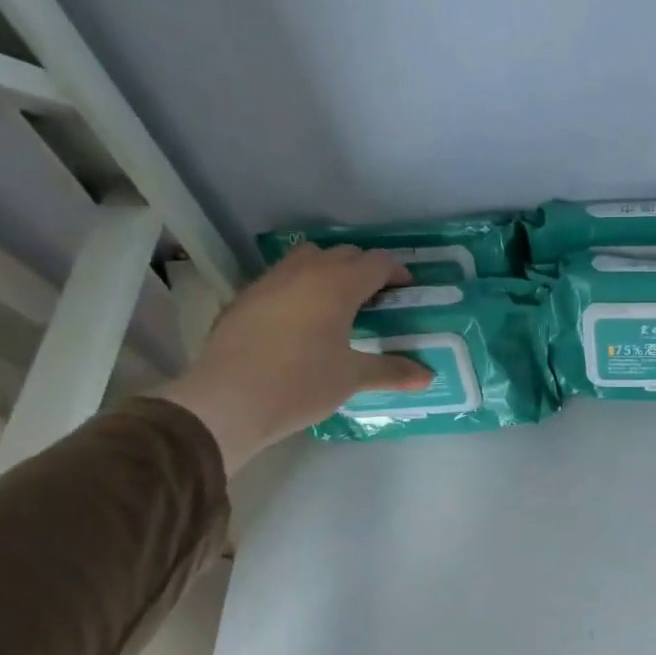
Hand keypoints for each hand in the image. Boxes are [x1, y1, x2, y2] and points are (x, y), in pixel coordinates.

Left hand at [156, 245, 430, 472]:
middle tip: (377, 299)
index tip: (407, 291)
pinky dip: (301, 286)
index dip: (397, 272)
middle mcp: (305, 272)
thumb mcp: (352, 378)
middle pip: (344, 254)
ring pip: (308, 258)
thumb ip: (392, 371)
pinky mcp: (245, 298)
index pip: (377, 263)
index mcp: (337, 285)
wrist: (228, 400)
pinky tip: (301, 320)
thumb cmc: (301, 383)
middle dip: (365, 269)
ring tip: (339, 302)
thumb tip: (428, 376)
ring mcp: (270, 281)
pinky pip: (282, 278)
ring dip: (330, 270)